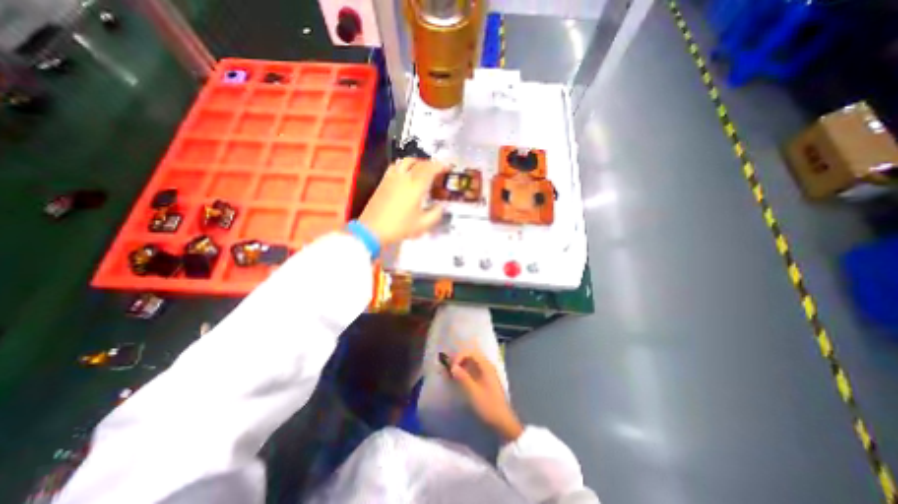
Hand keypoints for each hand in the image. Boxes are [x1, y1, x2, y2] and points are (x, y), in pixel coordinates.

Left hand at [358, 156, 448, 243]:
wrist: (372, 230)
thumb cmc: (399, 227)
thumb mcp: (422, 224)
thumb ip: (436, 214)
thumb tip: (441, 206)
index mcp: (416, 186)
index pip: (430, 169)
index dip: (440, 166)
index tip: (447, 167)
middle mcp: (404, 177)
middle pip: (419, 162)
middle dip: (430, 164)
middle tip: (437, 171)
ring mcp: (391, 177)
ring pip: (406, 161)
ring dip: (417, 162)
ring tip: (422, 171)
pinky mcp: (383, 181)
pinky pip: (396, 166)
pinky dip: (405, 166)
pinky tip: (406, 175)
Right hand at [448, 347, 528, 440]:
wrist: (502, 422)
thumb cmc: (488, 406)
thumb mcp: (473, 392)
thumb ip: (463, 377)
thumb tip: (452, 366)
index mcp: (486, 366)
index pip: (471, 352)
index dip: (459, 356)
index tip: (452, 367)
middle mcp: (487, 366)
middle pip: (471, 356)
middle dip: (459, 360)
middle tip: (449, 368)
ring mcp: (487, 373)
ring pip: (472, 363)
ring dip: (462, 365)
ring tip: (452, 373)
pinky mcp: (486, 381)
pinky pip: (474, 370)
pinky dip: (466, 371)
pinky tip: (460, 378)